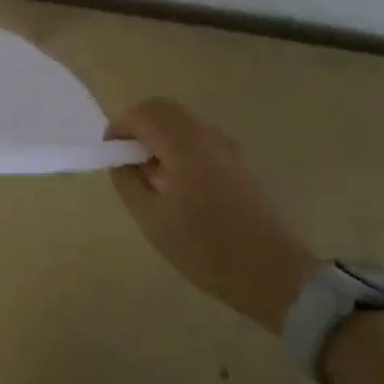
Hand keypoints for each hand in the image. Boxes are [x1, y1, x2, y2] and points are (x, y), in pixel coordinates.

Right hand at [107, 98, 320, 332]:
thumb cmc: (205, 249)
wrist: (273, 274)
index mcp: (184, 146)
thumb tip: (119, 158)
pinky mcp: (237, 162)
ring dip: (158, 135)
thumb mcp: (151, 219)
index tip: (110, 156)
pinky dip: (177, 145)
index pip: (142, 113)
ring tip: (150, 176)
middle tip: (127, 161)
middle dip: (137, 126)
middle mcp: (207, 136)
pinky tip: (176, 184)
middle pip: (163, 109)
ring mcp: (226, 148)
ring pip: (182, 121)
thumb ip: (128, 181)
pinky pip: (198, 137)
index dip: (119, 128)